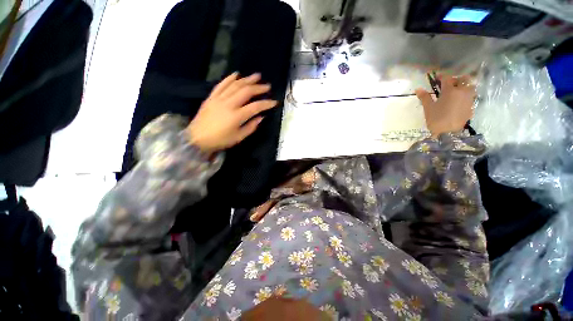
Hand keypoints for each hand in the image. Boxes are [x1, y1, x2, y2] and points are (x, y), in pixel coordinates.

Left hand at [187, 73, 277, 153]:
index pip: (255, 106)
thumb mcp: (238, 137)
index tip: (274, 102)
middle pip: (246, 91)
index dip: (266, 103)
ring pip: (235, 85)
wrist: (197, 138)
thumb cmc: (220, 140)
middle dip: (258, 87)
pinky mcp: (212, 97)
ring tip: (257, 76)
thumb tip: (261, 117)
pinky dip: (229, 78)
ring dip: (247, 79)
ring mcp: (219, 98)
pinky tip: (236, 74)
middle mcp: (229, 104)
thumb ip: (251, 127)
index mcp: (237, 116)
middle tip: (267, 86)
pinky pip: (221, 84)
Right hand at [415, 75, 475, 137]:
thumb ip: (424, 97)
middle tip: (449, 84)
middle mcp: (462, 91)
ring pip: (470, 87)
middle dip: (456, 79)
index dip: (442, 76)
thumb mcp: (428, 108)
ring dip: (464, 86)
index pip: (447, 78)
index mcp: (450, 90)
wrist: (448, 133)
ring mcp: (469, 99)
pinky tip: (459, 101)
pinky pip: (471, 96)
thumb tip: (418, 89)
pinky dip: (465, 95)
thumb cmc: (436, 119)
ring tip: (456, 91)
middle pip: (464, 79)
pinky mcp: (471, 106)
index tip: (437, 77)